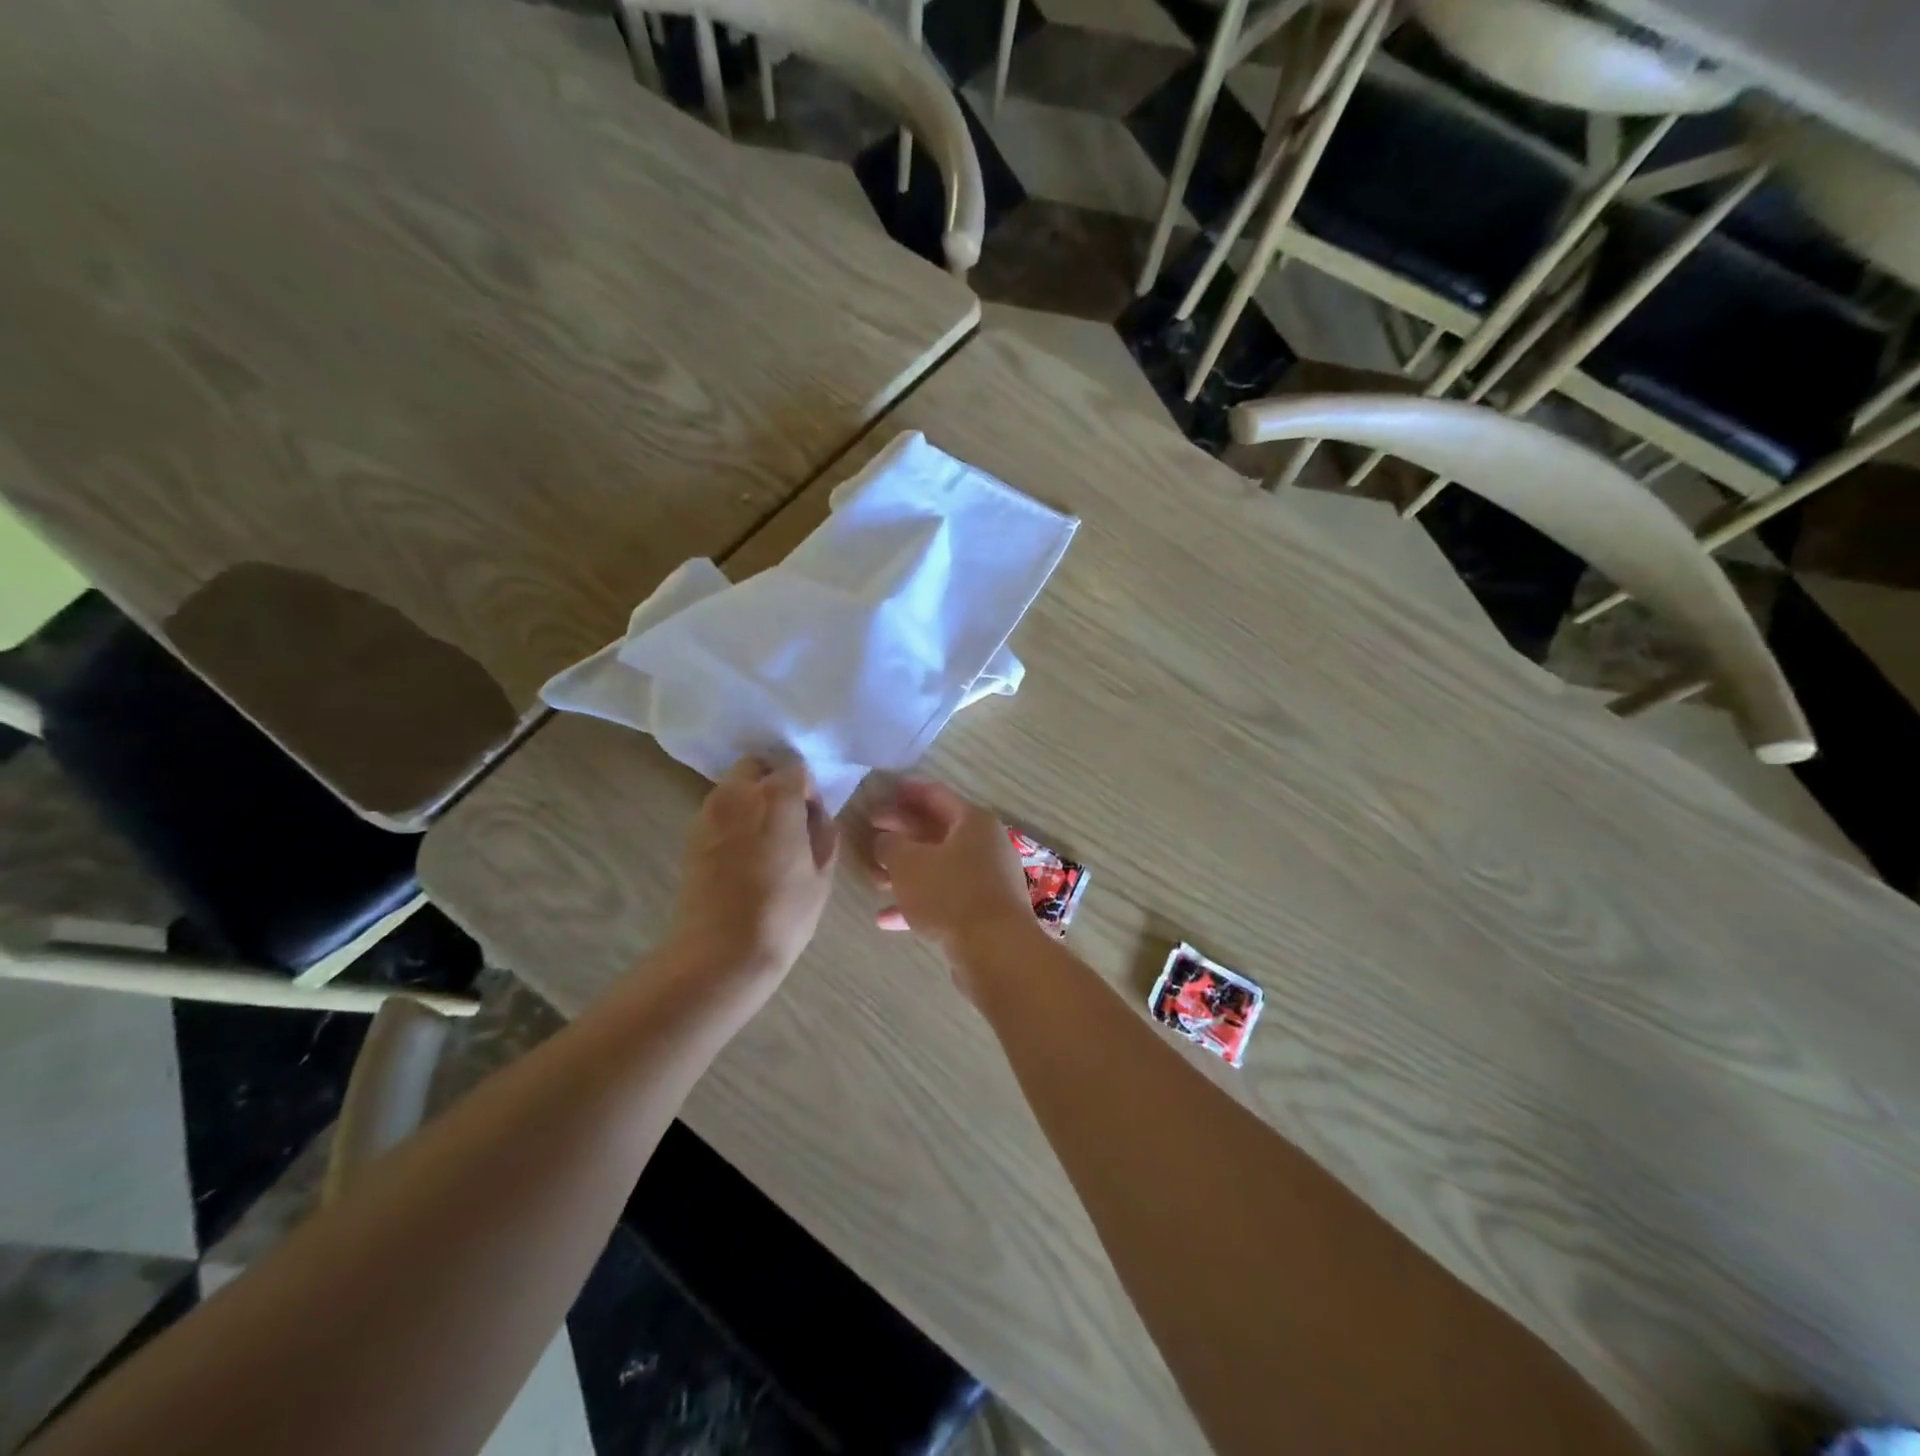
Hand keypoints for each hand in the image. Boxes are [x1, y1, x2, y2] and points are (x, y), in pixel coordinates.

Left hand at [670, 757, 838, 983]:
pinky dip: (732, 820)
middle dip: (773, 782)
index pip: (796, 770)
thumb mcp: (821, 874)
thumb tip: (814, 816)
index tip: (812, 819)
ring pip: (733, 788)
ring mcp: (708, 814)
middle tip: (788, 819)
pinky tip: (743, 854)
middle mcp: (737, 795)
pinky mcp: (690, 837)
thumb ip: (822, 833)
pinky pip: (717, 812)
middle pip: (756, 767)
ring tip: (765, 839)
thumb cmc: (782, 913)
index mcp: (775, 798)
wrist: (720, 953)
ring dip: (751, 800)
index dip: (808, 791)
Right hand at [870, 782, 1039, 986]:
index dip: (906, 793)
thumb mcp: (908, 863)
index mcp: (973, 822)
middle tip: (870, 837)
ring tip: (873, 880)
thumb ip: (890, 845)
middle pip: (937, 832)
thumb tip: (885, 840)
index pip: (935, 796)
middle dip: (901, 836)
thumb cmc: (950, 894)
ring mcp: (987, 880)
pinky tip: (885, 919)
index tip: (881, 794)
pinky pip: (945, 899)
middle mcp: (985, 846)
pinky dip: (918, 904)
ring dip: (905, 873)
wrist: (996, 951)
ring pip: (939, 868)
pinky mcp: (983, 912)